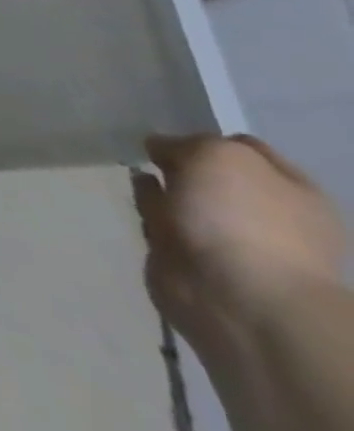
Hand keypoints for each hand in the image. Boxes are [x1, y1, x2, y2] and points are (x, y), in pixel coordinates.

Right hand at [135, 134, 346, 351]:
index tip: (171, 135)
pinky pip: (163, 224)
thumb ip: (189, 142)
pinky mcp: (190, 258)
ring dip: (161, 188)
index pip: (245, 148)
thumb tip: (163, 149)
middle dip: (180, 164)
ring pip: (185, 200)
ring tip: (140, 178)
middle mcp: (266, 214)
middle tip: (152, 156)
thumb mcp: (218, 155)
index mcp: (292, 191)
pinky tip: (139, 204)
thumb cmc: (241, 219)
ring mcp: (228, 240)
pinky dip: (149, 212)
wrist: (234, 295)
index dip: (205, 137)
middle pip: (212, 175)